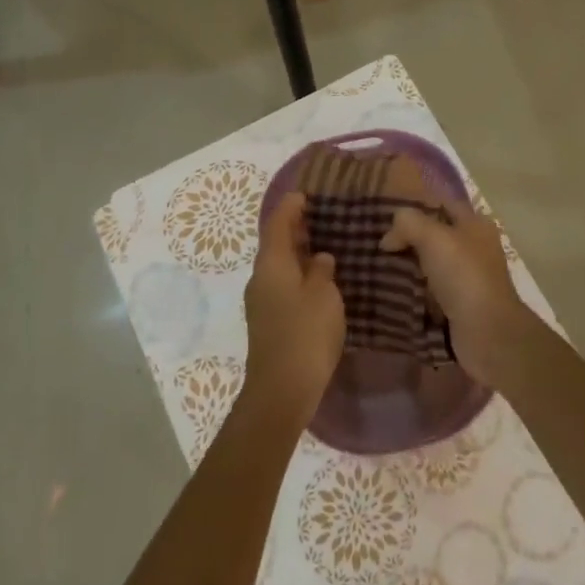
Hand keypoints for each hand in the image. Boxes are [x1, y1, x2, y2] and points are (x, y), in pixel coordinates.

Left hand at [243, 193, 344, 421]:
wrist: (281, 391)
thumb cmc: (305, 334)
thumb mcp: (323, 295)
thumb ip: (322, 270)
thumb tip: (319, 258)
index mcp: (272, 264)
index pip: (277, 224)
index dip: (290, 207)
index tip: (305, 194)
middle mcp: (261, 277)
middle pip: (275, 243)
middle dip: (294, 228)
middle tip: (319, 215)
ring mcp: (262, 301)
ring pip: (279, 265)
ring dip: (297, 252)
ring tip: (323, 244)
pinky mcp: (269, 321)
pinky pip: (283, 284)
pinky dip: (298, 273)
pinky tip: (318, 279)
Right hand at [382, 196, 532, 384]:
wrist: (487, 334)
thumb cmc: (464, 276)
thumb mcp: (433, 237)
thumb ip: (408, 223)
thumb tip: (389, 237)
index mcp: (475, 223)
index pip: (441, 204)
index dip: (414, 205)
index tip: (384, 214)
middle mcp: (474, 246)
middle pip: (435, 234)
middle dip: (408, 238)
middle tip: (377, 243)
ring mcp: (468, 277)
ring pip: (431, 263)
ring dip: (409, 266)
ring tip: (379, 267)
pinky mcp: (460, 304)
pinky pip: (431, 290)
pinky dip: (414, 290)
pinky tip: (393, 291)